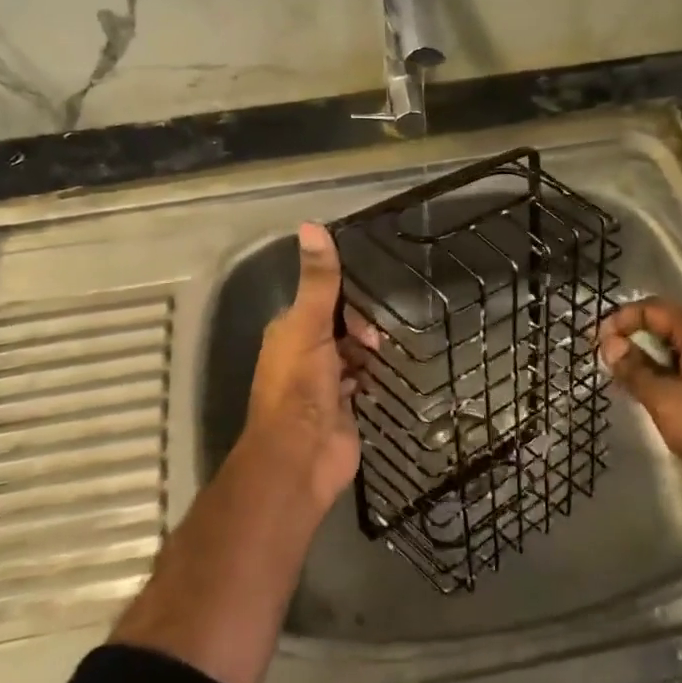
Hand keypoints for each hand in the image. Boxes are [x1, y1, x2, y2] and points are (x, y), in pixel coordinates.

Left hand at [239, 223, 377, 509]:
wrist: (302, 457)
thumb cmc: (300, 387)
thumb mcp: (308, 325)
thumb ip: (317, 280)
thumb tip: (311, 224)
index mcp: (288, 332)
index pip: (321, 301)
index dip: (346, 298)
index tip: (371, 302)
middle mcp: (303, 355)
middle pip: (339, 328)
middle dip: (361, 327)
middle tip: (381, 336)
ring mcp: (323, 385)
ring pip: (351, 356)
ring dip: (368, 352)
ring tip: (393, 348)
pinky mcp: (343, 409)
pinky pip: (361, 383)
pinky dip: (373, 377)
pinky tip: (390, 374)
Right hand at [598, 297, 681, 502]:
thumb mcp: (663, 399)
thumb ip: (633, 369)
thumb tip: (609, 345)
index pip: (653, 308)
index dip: (621, 321)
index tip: (597, 345)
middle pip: (670, 325)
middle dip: (636, 341)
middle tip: (611, 365)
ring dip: (654, 360)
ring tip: (631, 384)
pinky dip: (675, 375)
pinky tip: (662, 398)